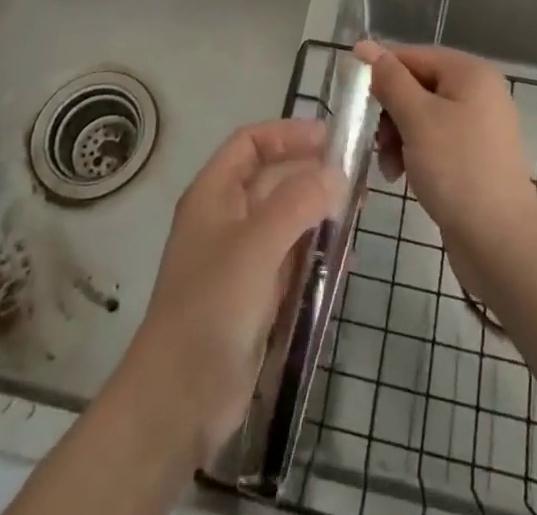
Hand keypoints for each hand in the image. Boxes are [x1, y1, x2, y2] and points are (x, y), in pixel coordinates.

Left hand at [118, 119, 343, 468]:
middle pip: (273, 178)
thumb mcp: (256, 245)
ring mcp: (240, 258)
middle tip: (358, 178)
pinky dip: (316, 253)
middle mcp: (226, 218)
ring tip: (358, 213)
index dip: (289, 134)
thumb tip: (336, 172)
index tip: (331, 139)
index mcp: (214, 194)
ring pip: (286, 219)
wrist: (179, 401)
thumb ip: (298, 202)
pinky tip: (346, 260)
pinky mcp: (255, 296)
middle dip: (312, 173)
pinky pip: (291, 259)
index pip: (252, 142)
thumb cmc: (212, 307)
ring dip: (319, 213)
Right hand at [354, 41, 536, 248]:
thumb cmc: (457, 169)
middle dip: (390, 113)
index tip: (355, 101)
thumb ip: (390, 79)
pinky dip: (415, 153)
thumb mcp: (417, 118)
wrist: (501, 242)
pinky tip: (402, 177)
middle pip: (417, 86)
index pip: (413, 56)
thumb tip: (365, 44)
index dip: (381, 74)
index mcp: (470, 72)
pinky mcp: (474, 156)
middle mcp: (478, 91)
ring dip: (398, 137)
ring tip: (389, 168)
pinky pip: (434, 141)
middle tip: (376, 140)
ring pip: (422, 116)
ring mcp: (478, 125)